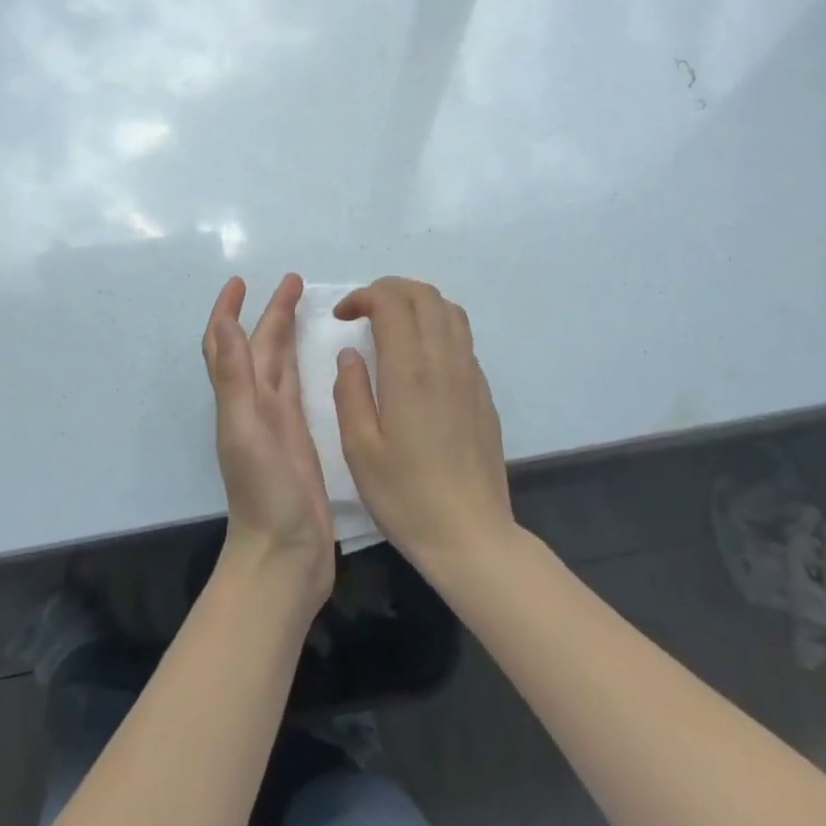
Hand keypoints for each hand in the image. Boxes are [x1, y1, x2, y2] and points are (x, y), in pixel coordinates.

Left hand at [202, 274, 334, 607]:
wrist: (285, 556)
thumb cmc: (265, 493)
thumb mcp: (245, 430)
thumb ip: (234, 378)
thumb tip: (225, 322)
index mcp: (240, 400)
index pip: (227, 344)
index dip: (228, 311)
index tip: (240, 281)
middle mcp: (255, 406)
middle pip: (259, 348)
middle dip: (271, 313)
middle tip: (294, 282)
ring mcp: (278, 423)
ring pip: (279, 365)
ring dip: (286, 333)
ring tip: (306, 306)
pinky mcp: (300, 439)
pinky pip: (298, 388)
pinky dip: (303, 365)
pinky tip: (321, 359)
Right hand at [332, 278, 515, 575]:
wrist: (470, 535)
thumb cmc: (405, 496)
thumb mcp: (359, 449)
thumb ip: (350, 392)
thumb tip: (350, 353)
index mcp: (409, 371)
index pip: (392, 301)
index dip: (364, 296)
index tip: (342, 317)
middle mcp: (444, 361)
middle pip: (424, 295)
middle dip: (389, 290)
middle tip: (363, 313)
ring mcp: (470, 375)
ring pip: (449, 311)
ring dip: (417, 304)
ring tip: (391, 327)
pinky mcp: (483, 393)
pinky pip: (462, 338)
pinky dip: (437, 327)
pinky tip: (419, 359)